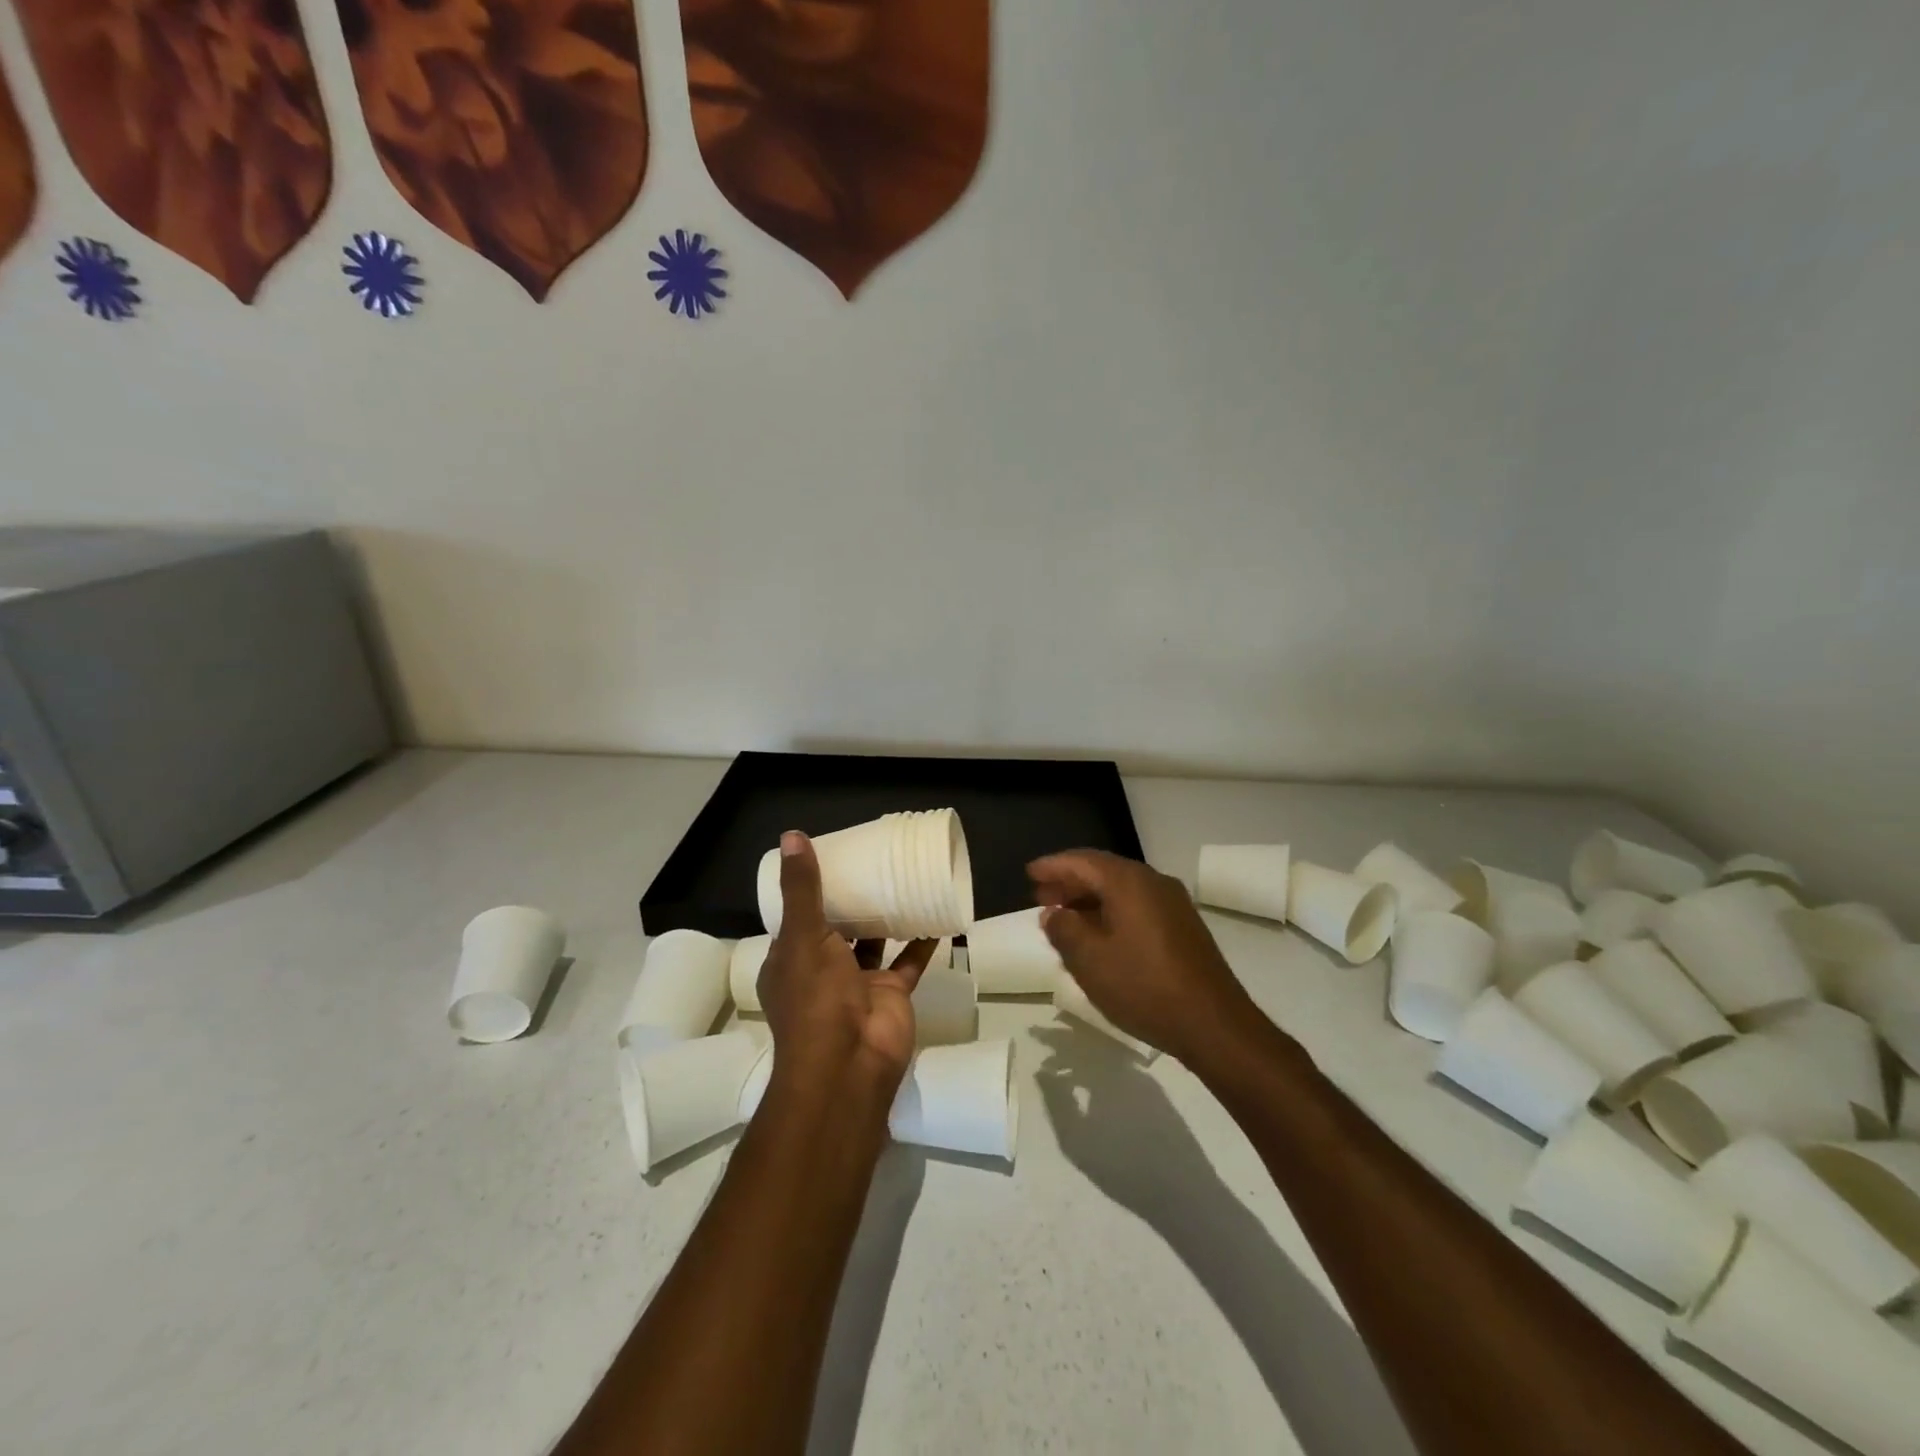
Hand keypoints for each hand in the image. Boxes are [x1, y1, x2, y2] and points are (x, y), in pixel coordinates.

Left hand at [758, 831, 937, 1112]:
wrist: (850, 1064)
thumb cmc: (817, 998)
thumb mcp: (803, 936)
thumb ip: (802, 889)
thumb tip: (791, 836)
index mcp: (790, 959)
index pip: (797, 917)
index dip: (810, 890)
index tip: (832, 858)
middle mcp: (821, 970)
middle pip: (837, 928)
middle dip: (852, 900)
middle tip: (873, 861)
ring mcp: (858, 983)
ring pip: (873, 942)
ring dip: (885, 917)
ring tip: (903, 878)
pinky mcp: (891, 993)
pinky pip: (907, 961)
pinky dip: (921, 940)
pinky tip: (936, 912)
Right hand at [1029, 849, 1258, 1065]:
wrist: (1214, 1024)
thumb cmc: (1143, 986)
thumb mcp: (1090, 960)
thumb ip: (1064, 930)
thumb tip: (1053, 914)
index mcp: (1128, 882)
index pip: (1082, 861)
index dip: (1053, 866)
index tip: (1029, 873)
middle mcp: (1153, 882)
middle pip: (1103, 871)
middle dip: (1070, 882)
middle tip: (1042, 897)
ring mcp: (1173, 904)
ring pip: (1122, 890)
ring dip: (1090, 899)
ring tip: (1064, 918)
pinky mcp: (1183, 928)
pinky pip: (1138, 907)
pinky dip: (1112, 912)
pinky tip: (1099, 936)